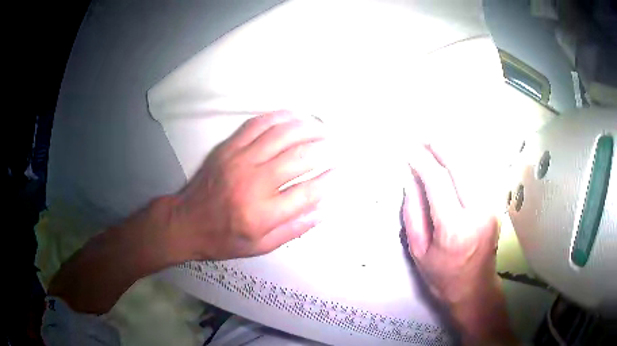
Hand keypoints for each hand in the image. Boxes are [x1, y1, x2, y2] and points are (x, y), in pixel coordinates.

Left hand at [170, 110, 334, 259]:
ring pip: (281, 135)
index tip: (341, 171)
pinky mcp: (228, 148)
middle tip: (336, 146)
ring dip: (306, 129)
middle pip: (298, 158)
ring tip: (321, 129)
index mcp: (262, 214)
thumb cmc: (224, 239)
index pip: (307, 192)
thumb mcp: (261, 247)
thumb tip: (324, 209)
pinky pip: (257, 125)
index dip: (330, 180)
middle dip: (324, 150)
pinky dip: (279, 117)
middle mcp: (253, 183)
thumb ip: (294, 229)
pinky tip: (294, 116)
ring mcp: (238, 160)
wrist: (186, 222)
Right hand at [403, 145, 516, 344]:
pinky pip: (479, 174)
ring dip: (453, 149)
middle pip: (460, 165)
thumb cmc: (442, 277)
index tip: (406, 147)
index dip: (421, 159)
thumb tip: (409, 178)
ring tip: (434, 141)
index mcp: (455, 229)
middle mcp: (478, 212)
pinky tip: (453, 156)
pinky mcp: (496, 205)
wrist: (475, 289)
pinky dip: (465, 160)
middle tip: (421, 135)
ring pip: (473, 165)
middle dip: (439, 145)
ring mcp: (491, 207)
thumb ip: (413, 213)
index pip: (438, 181)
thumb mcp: (419, 251)